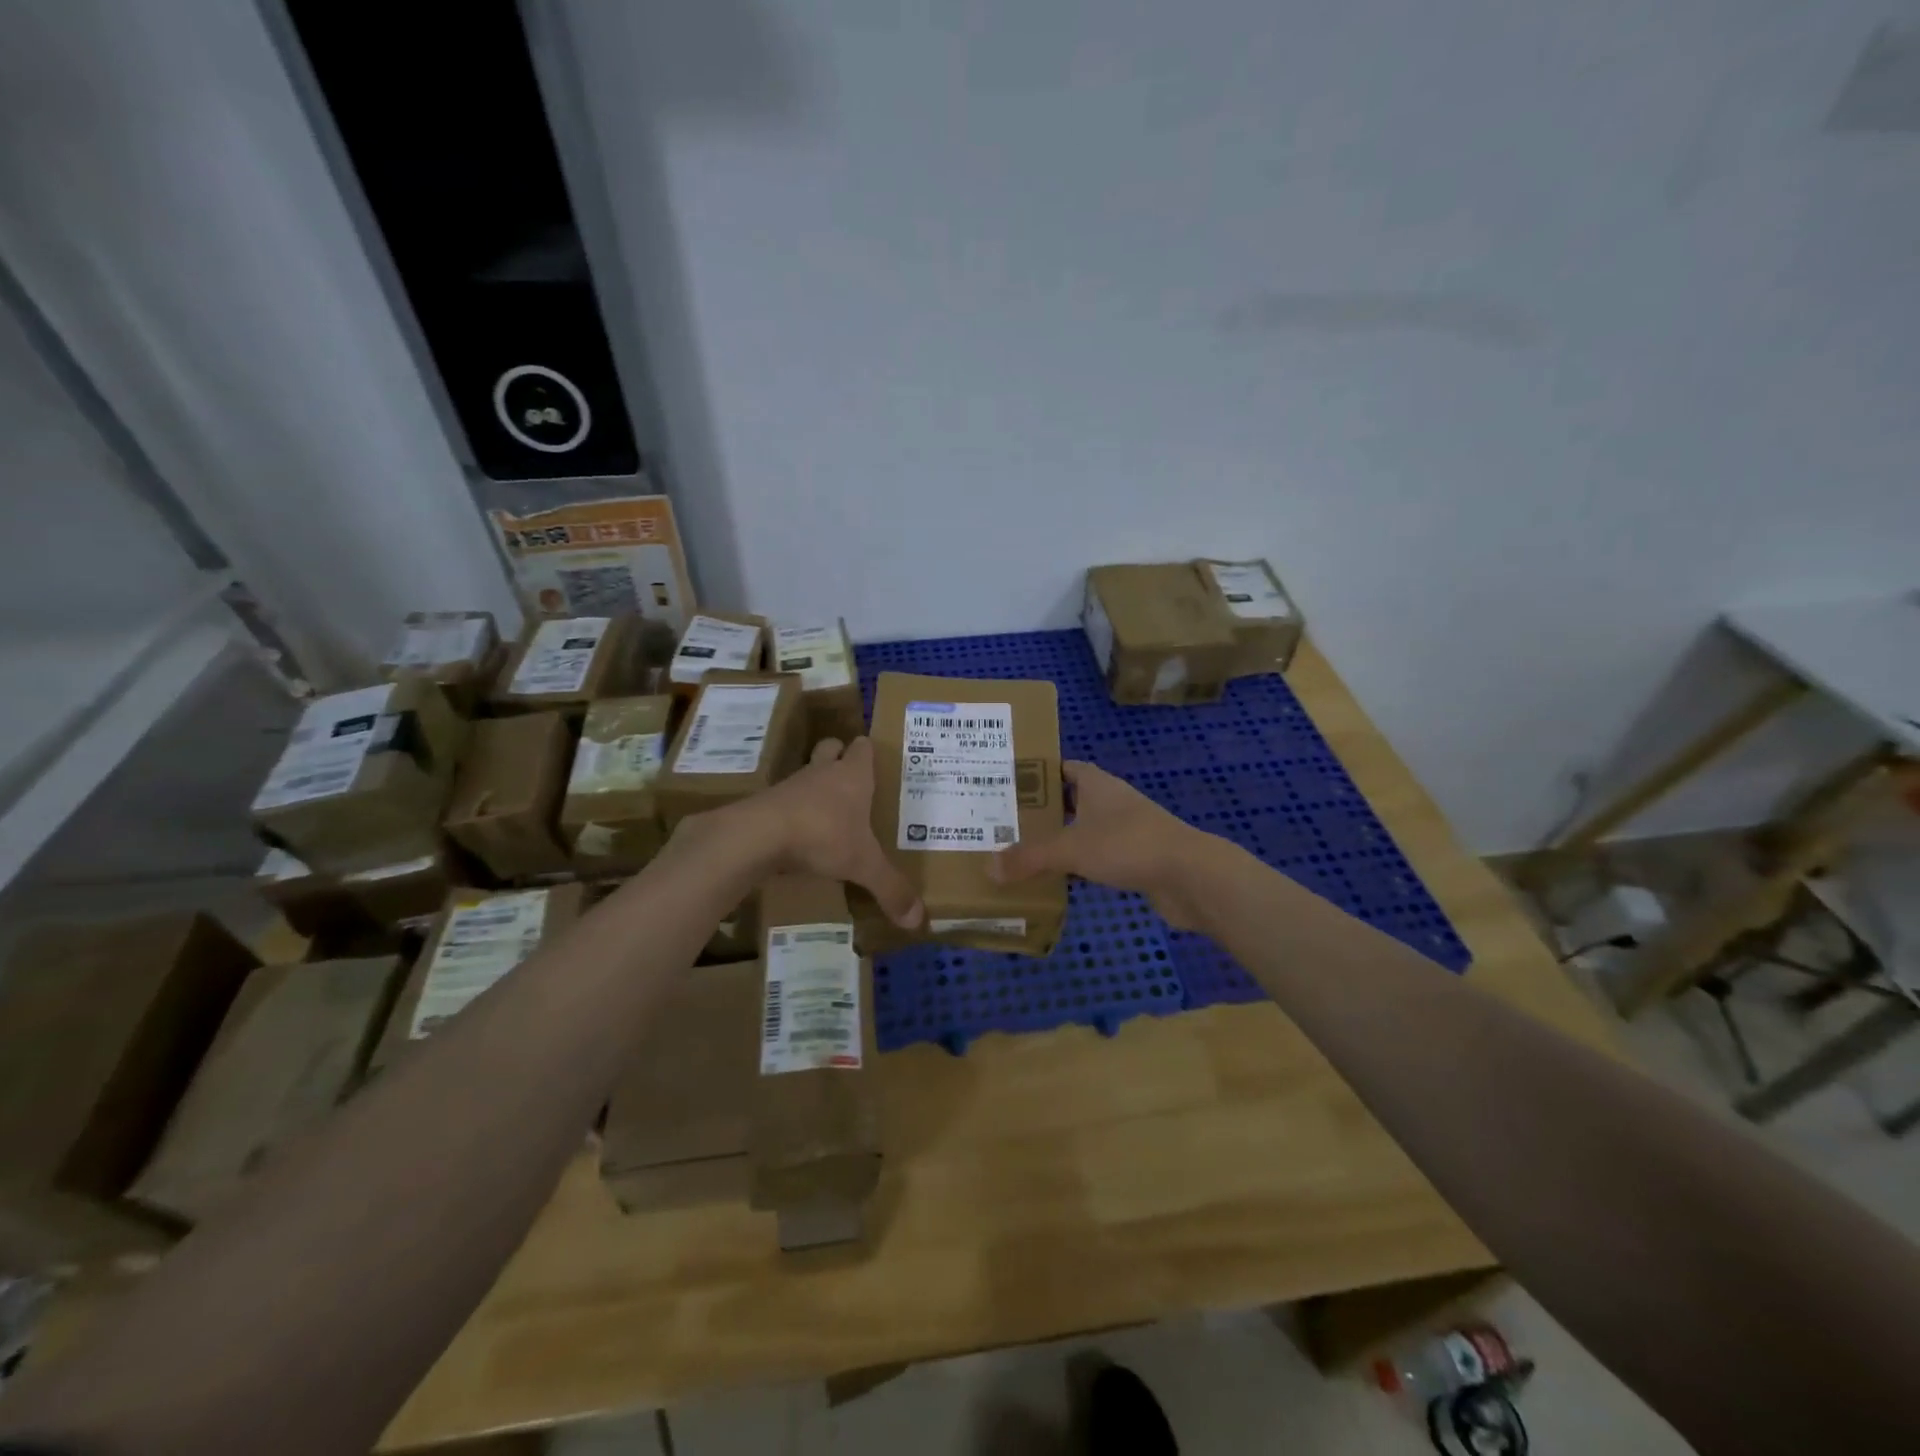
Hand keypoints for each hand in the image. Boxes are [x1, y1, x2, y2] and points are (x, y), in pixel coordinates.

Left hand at [736, 737, 923, 927]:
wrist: (758, 835)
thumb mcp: (863, 865)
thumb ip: (890, 889)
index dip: (868, 751)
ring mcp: (791, 786)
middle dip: (839, 758)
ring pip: (806, 775)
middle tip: (851, 781)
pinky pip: (785, 802)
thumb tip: (917, 919)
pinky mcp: (766, 804)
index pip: (862, 747)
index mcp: (852, 776)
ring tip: (828, 813)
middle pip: (830, 748)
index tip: (876, 760)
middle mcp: (822, 773)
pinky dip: (793, 813)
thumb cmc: (822, 835)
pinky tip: (799, 836)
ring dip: (815, 788)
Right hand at [989, 761, 1221, 929]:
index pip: (1063, 768)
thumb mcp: (1071, 848)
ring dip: (1060, 840)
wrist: (1189, 876)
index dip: (1038, 773)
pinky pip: (1098, 857)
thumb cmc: (1128, 845)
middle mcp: (1111, 801)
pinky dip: (1078, 866)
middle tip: (1004, 822)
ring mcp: (1126, 831)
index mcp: (1097, 784)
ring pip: (1084, 830)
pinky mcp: (1136, 859)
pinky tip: (1056, 880)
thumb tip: (989, 867)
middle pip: (1070, 800)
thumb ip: (1029, 857)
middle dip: (1042, 810)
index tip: (1007, 784)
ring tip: (1021, 851)